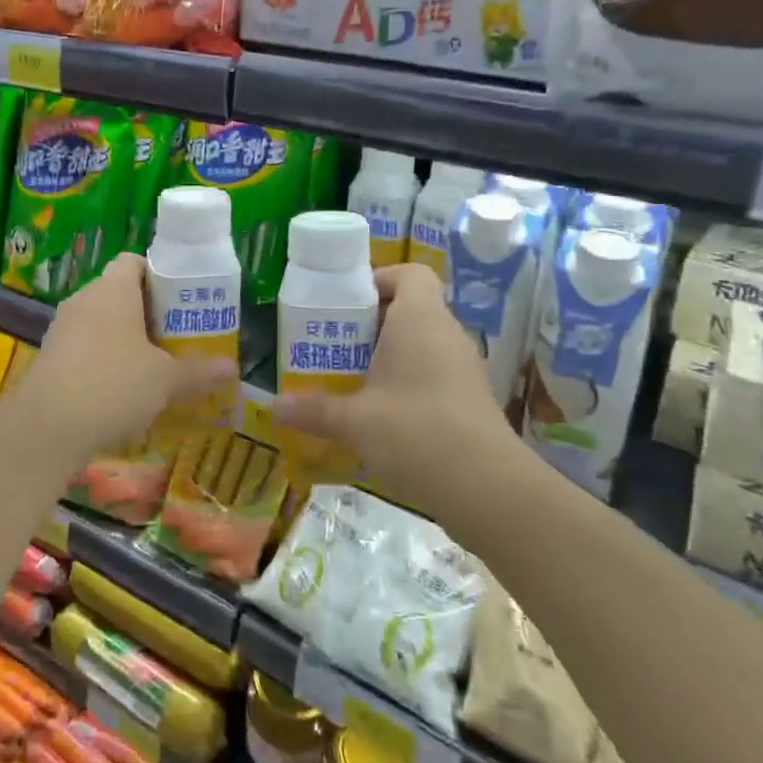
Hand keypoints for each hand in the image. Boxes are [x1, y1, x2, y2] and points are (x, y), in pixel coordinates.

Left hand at [10, 253, 235, 463]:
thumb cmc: (113, 385)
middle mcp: (83, 300)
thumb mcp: (165, 380)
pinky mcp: (49, 358)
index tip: (182, 301)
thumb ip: (198, 372)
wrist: (46, 428)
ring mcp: (62, 329)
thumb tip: (232, 368)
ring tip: (153, 366)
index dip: (160, 275)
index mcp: (113, 289)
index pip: (134, 261)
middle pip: (119, 293)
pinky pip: (84, 348)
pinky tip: (121, 391)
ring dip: (124, 340)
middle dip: (148, 313)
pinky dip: (103, 361)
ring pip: (100, 323)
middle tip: (176, 336)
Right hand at [272, 264, 530, 515]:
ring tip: (351, 382)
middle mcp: (446, 334)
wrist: (487, 488)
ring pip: (421, 345)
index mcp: (420, 318)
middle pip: (410, 309)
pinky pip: (433, 375)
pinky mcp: (470, 400)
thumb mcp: (354, 421)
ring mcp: (463, 368)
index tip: (347, 304)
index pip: (410, 273)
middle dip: (370, 325)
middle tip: (335, 346)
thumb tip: (275, 406)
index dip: (380, 279)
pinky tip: (380, 418)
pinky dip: (407, 385)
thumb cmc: (414, 431)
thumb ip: (313, 409)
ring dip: (388, 357)